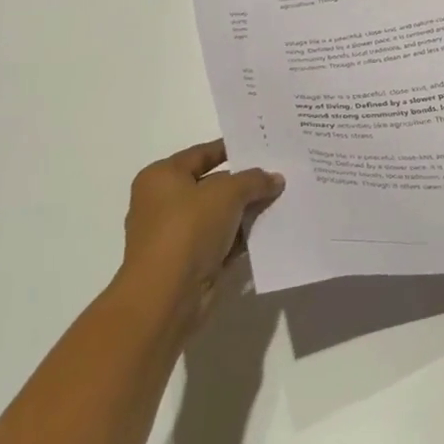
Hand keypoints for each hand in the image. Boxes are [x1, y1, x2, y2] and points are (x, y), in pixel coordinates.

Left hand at [110, 140, 284, 334]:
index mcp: (161, 177)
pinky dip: (241, 237)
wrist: (166, 297)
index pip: (202, 153)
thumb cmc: (188, 230)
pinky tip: (269, 230)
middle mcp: (163, 203)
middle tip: (279, 174)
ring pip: (218, 215)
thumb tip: (275, 179)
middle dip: (244, 183)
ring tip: (281, 200)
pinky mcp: (187, 263)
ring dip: (246, 211)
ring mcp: (174, 235)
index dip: (233, 148)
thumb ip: (254, 180)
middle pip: (212, 184)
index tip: (262, 145)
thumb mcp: (228, 193)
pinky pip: (220, 240)